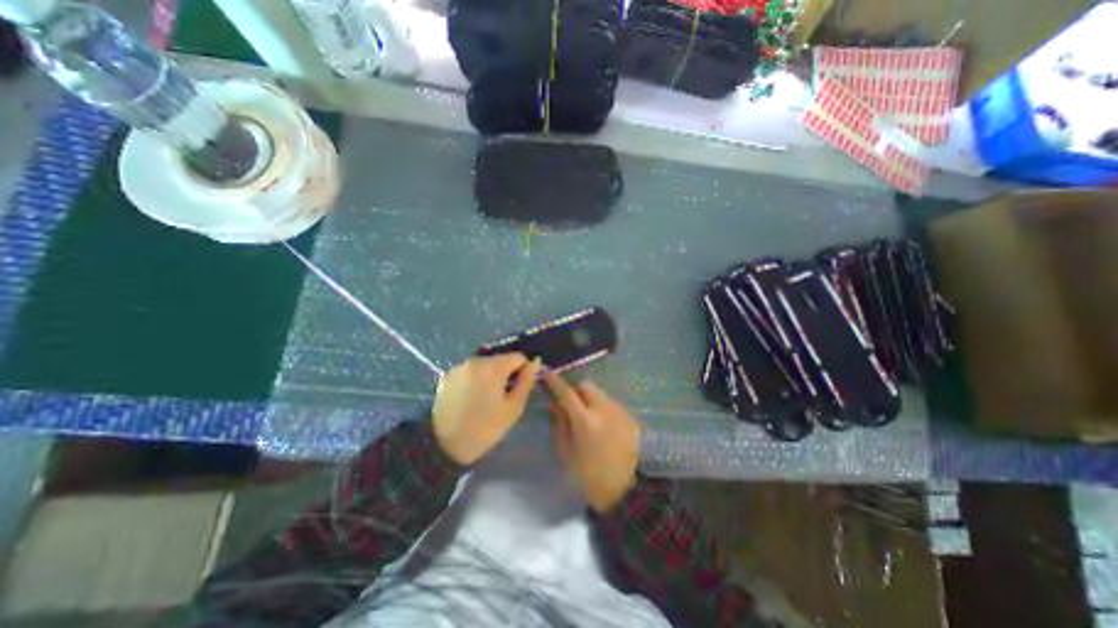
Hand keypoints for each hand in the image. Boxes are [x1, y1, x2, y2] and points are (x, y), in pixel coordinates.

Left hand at [432, 355, 541, 464]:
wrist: (443, 445)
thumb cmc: (485, 428)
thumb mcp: (513, 408)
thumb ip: (526, 381)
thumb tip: (535, 362)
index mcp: (493, 367)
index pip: (518, 357)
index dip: (523, 370)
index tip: (520, 388)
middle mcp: (476, 360)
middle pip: (500, 359)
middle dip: (506, 373)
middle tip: (504, 396)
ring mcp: (460, 367)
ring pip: (485, 365)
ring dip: (490, 376)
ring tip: (487, 398)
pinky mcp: (448, 375)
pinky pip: (470, 371)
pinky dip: (475, 379)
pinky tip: (471, 397)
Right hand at [547, 371, 641, 512]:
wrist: (624, 490)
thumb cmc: (588, 476)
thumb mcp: (565, 452)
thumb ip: (559, 423)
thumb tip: (555, 402)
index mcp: (585, 420)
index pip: (566, 392)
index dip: (555, 381)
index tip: (546, 372)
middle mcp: (604, 409)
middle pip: (586, 385)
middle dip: (575, 389)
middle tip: (570, 403)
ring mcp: (619, 411)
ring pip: (600, 393)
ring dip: (590, 399)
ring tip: (588, 417)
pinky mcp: (629, 417)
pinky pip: (611, 404)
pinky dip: (602, 409)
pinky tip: (603, 426)